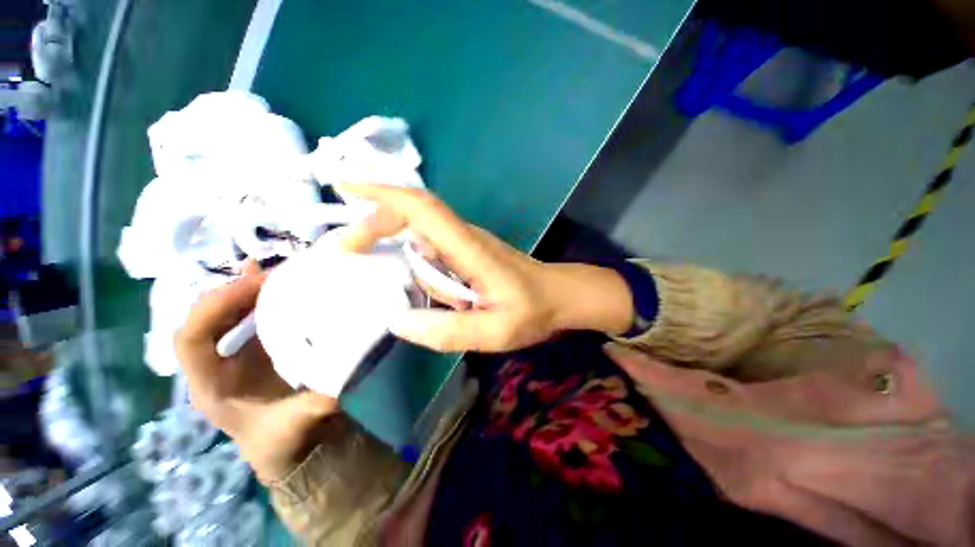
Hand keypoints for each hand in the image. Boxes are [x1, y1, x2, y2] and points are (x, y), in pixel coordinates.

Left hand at [174, 266, 338, 483]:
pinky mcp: (257, 351)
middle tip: (272, 273)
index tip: (258, 287)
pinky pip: (252, 319)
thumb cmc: (285, 441)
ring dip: (248, 291)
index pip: (191, 339)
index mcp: (212, 386)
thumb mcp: (299, 426)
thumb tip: (346, 371)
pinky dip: (261, 299)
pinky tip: (279, 284)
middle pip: (207, 319)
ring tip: (274, 271)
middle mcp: (217, 365)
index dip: (215, 307)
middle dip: (234, 292)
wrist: (292, 449)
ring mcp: (235, 356)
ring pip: (227, 316)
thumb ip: (319, 402)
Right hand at [339, 184, 633, 352]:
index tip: (346, 193)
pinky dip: (406, 254)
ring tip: (361, 262)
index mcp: (470, 248)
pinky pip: (429, 248)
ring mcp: (465, 243)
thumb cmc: (533, 310)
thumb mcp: (496, 331)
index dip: (383, 194)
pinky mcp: (466, 253)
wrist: (559, 296)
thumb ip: (450, 331)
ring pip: (419, 231)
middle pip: (414, 212)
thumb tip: (398, 322)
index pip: (423, 208)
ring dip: (387, 239)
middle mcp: (464, 237)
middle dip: (373, 221)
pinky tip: (400, 278)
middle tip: (344, 250)